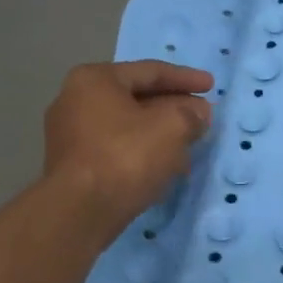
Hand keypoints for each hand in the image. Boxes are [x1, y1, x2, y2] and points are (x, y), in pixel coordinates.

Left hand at [44, 60, 212, 232]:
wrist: (80, 211)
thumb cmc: (126, 157)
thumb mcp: (172, 127)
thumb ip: (190, 114)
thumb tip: (199, 113)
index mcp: (95, 79)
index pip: (150, 71)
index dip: (186, 78)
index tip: (211, 86)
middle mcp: (75, 100)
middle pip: (137, 99)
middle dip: (173, 108)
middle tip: (202, 117)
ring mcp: (70, 135)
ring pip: (128, 127)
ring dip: (161, 134)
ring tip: (190, 146)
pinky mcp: (73, 166)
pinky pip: (116, 149)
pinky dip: (143, 152)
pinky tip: (166, 168)